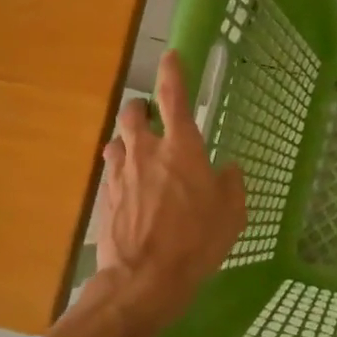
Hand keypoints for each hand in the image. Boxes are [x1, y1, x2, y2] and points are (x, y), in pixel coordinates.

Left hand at [95, 51, 245, 330]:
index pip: (174, 97)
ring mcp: (120, 174)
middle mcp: (146, 152)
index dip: (173, 73)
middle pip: (134, 114)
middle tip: (152, 117)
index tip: (171, 57)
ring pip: (117, 141)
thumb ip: (230, 184)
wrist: (144, 279)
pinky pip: (111, 171)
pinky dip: (120, 169)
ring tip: (139, 153)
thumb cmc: (197, 242)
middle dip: (141, 108)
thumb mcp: (231, 214)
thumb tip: (225, 168)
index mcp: (182, 149)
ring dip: (128, 140)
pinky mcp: (105, 197)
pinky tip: (129, 186)